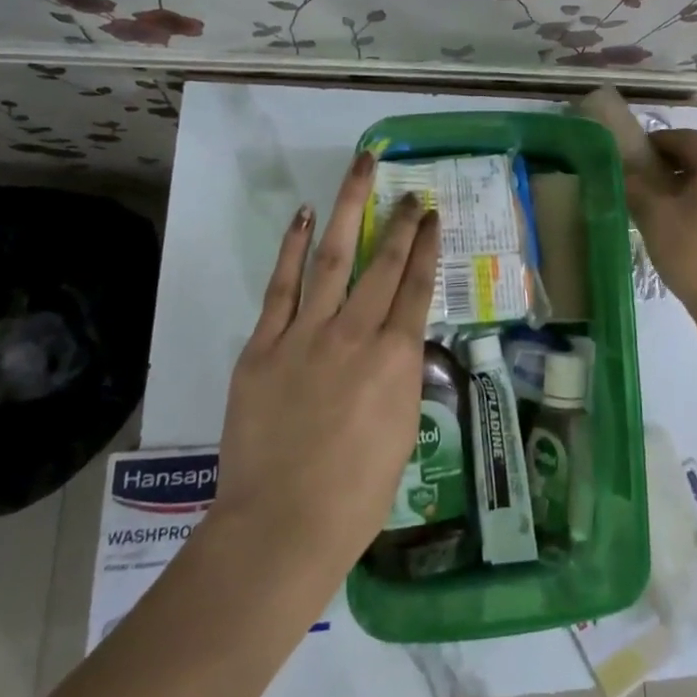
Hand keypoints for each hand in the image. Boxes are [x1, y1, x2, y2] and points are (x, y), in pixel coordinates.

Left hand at [205, 151, 439, 580]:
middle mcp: (357, 333)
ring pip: (334, 257)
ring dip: (350, 210)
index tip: (432, 216)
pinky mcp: (265, 345)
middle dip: (400, 222)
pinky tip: (306, 218)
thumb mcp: (403, 429)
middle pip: (383, 262)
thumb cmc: (357, 493)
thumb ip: (401, 374)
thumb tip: (396, 342)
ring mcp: (307, 334)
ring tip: (362, 171)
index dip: (427, 246)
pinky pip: (282, 286)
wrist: (282, 526)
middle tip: (410, 190)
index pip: (418, 286)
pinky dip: (293, 249)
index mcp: (397, 358)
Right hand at [624, 129, 696, 337]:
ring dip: (690, 184)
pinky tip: (690, 226)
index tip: (632, 155)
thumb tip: (624, 170)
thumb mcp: (655, 217)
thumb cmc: (696, 255)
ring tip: (664, 207)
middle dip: (672, 164)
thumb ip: (635, 185)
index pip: (684, 138)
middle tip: (643, 182)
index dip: (655, 143)